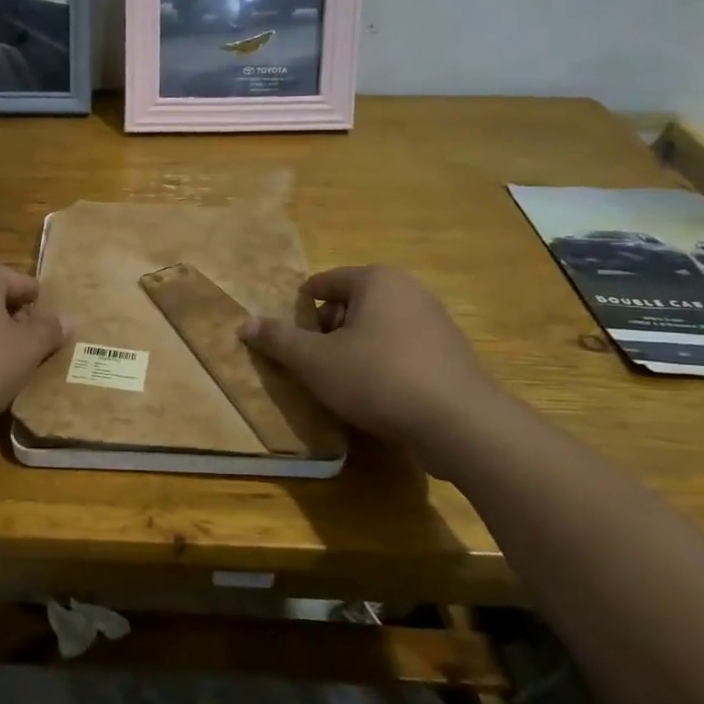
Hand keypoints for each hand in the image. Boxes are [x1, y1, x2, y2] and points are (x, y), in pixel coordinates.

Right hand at [240, 266, 502, 460]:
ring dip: (353, 353)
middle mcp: (409, 291)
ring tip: (340, 386)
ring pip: (376, 331)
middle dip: (327, 334)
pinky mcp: (449, 357)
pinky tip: (375, 399)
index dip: (301, 310)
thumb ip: (278, 339)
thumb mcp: (314, 360)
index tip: (290, 341)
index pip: (324, 283)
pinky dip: (382, 369)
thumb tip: (245, 323)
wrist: (458, 423)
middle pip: (350, 306)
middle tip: (313, 366)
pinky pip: (401, 353)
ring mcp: (435, 324)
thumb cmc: (377, 377)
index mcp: (377, 280)